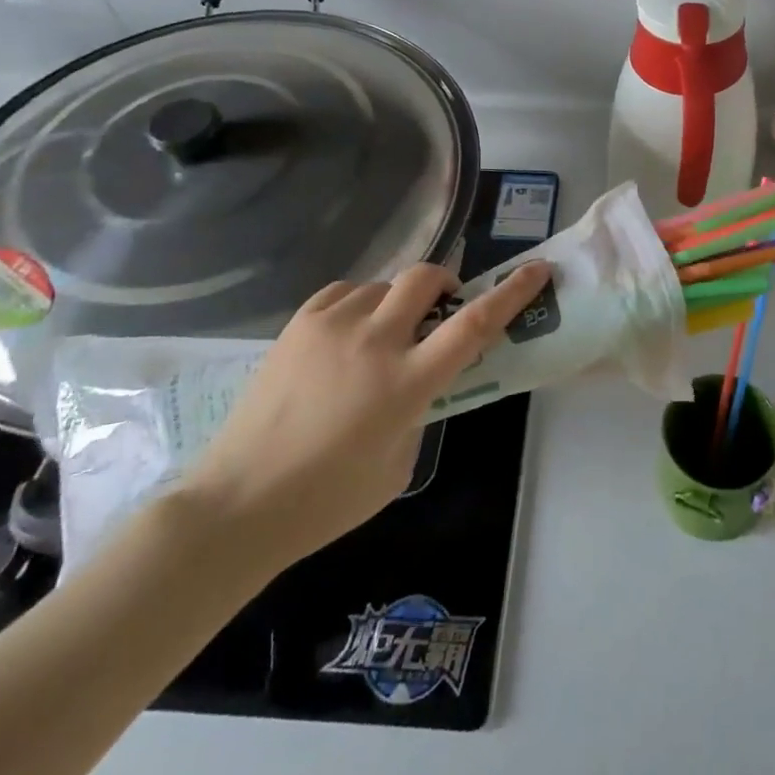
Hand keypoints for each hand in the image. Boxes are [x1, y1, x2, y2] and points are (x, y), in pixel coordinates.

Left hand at [178, 260, 550, 575]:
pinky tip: (348, 333)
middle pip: (426, 278)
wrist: (238, 504)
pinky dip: (359, 305)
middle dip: (444, 283)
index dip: (511, 293)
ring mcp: (332, 326)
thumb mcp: (399, 464)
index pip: (474, 325)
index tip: (537, 270)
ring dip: (396, 303)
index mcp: (406, 382)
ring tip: (381, 336)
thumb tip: (419, 380)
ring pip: (383, 284)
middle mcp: (374, 341)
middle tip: (440, 309)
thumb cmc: (327, 500)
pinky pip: (344, 292)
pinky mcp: (299, 324)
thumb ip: (420, 411)